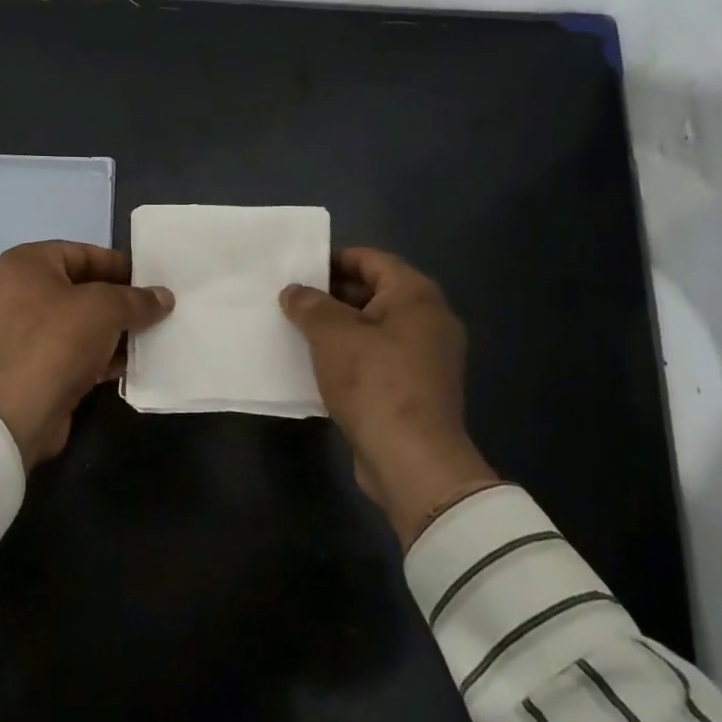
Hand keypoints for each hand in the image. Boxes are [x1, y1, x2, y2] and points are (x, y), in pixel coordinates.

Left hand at [0, 241, 174, 469]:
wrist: (13, 414)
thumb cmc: (56, 341)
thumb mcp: (105, 309)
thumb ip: (137, 299)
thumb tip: (164, 297)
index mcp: (25, 264)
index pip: (82, 253)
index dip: (119, 265)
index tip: (150, 280)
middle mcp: (15, 292)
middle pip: (78, 288)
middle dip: (117, 301)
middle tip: (153, 310)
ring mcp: (16, 333)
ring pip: (74, 323)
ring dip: (110, 331)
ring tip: (148, 337)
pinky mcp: (24, 368)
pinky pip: (67, 352)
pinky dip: (95, 355)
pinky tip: (127, 364)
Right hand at [280, 247, 498, 549]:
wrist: (413, 461)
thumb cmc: (374, 382)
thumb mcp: (332, 334)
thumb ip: (309, 305)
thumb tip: (294, 292)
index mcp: (416, 296)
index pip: (371, 259)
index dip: (334, 259)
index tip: (299, 268)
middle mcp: (428, 320)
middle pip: (374, 292)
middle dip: (332, 295)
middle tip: (292, 299)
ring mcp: (426, 357)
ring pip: (374, 327)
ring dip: (338, 327)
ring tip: (298, 330)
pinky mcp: (417, 389)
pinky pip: (379, 357)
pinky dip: (351, 355)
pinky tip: (318, 364)